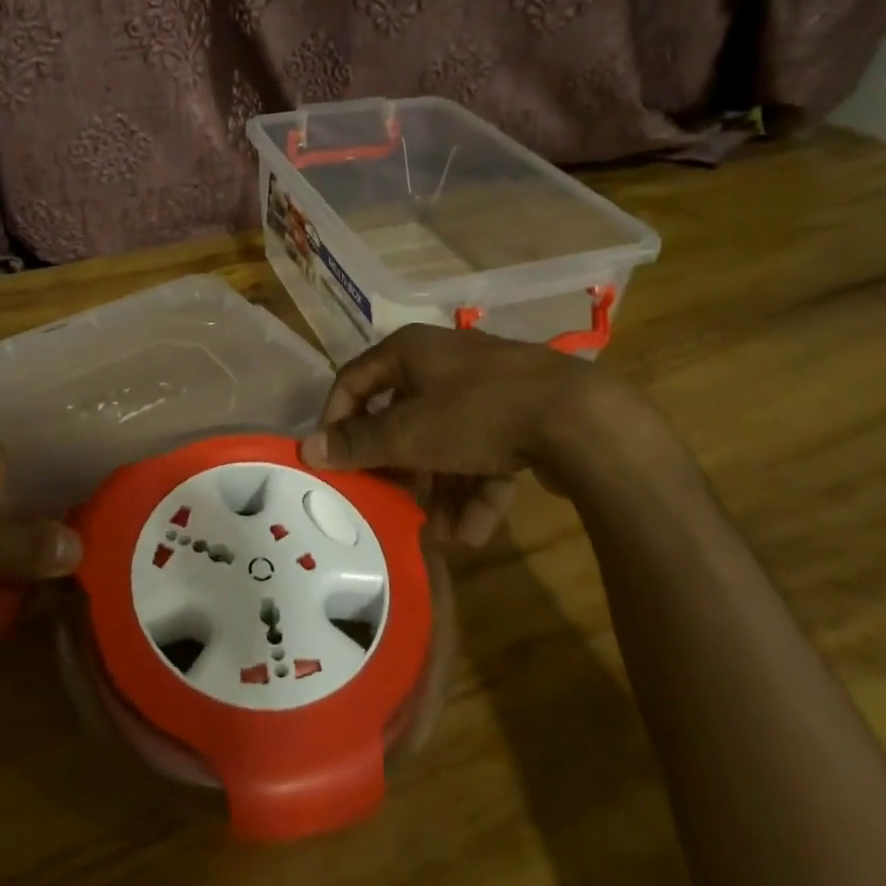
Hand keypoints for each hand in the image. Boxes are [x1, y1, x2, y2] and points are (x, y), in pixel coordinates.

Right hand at [298, 326, 678, 539]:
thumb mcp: (408, 433)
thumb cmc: (475, 413)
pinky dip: (475, 489)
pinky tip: (473, 534)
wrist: (578, 417)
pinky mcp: (520, 417)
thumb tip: (307, 448)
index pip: (354, 380)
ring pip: (446, 442)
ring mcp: (486, 388)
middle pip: (403, 416)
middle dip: (398, 468)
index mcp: (410, 351)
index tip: (333, 461)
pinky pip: (484, 453)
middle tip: (389, 502)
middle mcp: (444, 362)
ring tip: (440, 533)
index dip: (337, 420)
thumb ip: (358, 444)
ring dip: (439, 489)